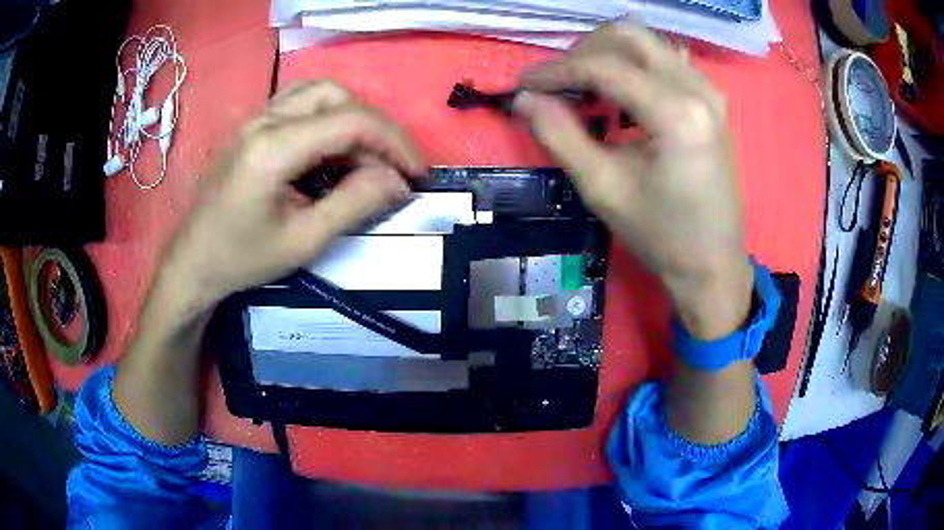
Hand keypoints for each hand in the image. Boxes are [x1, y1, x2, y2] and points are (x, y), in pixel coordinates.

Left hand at [160, 80, 423, 315]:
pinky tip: (332, 152)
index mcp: (273, 148)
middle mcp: (264, 120)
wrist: (192, 263)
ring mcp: (255, 119)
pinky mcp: (253, 127)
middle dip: (374, 127)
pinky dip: (328, 120)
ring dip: (351, 117)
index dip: (394, 142)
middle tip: (390, 166)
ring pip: (318, 93)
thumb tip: (398, 181)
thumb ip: (354, 204)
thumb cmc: (241, 259)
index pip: (350, 120)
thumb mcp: (303, 241)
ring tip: (365, 158)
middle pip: (336, 95)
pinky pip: (300, 105)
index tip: (416, 174)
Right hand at [514, 23, 752, 339]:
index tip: (523, 85)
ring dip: (606, 58)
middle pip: (627, 36)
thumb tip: (523, 98)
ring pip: (645, 44)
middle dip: (582, 53)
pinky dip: (631, 68)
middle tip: (557, 86)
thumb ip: (559, 135)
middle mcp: (697, 88)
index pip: (604, 66)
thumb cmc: (661, 234)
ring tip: (584, 94)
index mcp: (676, 112)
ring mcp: (708, 90)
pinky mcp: (710, 100)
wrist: (713, 262)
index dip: (556, 70)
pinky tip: (618, 100)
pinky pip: (662, 61)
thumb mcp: (603, 188)